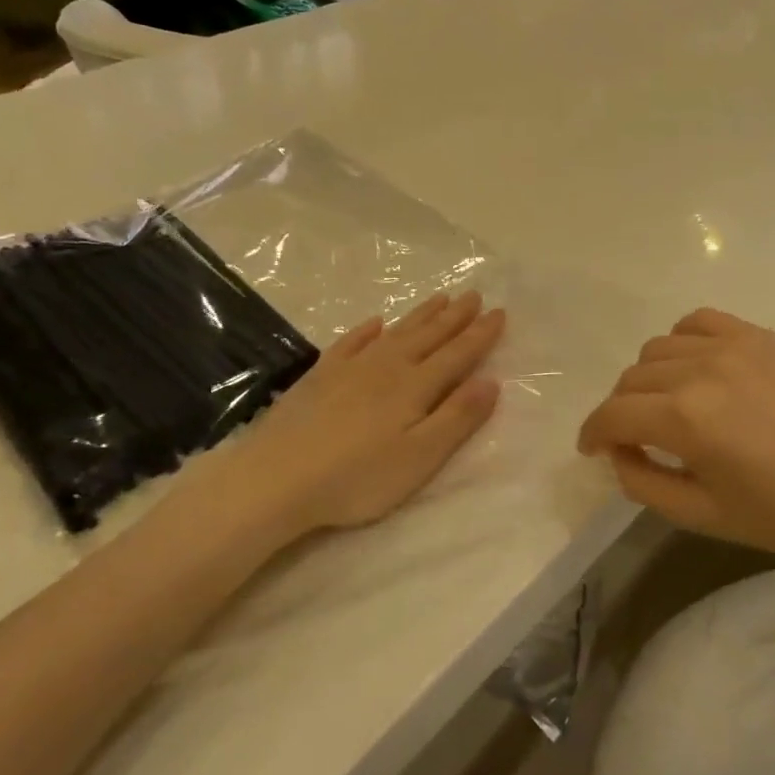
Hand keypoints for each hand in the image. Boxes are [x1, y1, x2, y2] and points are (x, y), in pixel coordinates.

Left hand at [209, 290, 505, 541]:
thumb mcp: (420, 457)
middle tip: (474, 294)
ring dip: (421, 315)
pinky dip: (366, 330)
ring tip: (440, 298)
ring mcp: (351, 368)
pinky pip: (351, 342)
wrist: (275, 479)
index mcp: (416, 386)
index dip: (481, 334)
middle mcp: (388, 367)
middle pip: (429, 336)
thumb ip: (457, 418)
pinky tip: (374, 322)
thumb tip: (492, 381)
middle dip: (455, 316)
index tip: (500, 312)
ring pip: (395, 332)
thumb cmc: (356, 478)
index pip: (457, 354)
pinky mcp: (319, 376)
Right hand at [578, 307, 774, 561]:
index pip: (613, 415)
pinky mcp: (758, 335)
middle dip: (622, 411)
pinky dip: (683, 341)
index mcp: (684, 418)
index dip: (592, 433)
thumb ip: (643, 483)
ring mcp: (731, 345)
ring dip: (650, 378)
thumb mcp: (703, 515)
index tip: (591, 448)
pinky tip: (695, 367)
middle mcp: (699, 369)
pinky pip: (699, 321)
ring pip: (659, 347)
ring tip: (669, 405)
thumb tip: (618, 452)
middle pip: (631, 379)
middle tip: (635, 438)